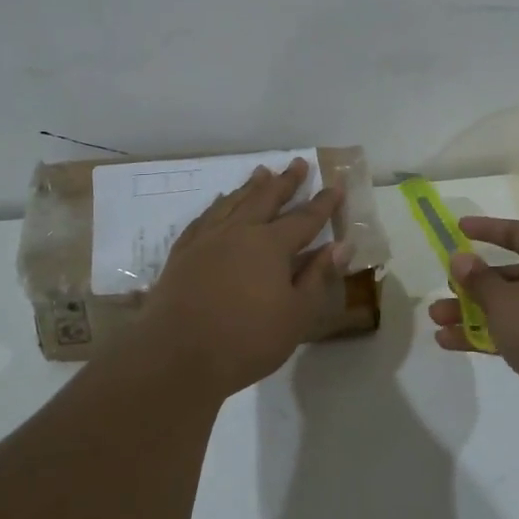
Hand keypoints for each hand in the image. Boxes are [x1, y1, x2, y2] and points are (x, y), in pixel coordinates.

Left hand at [139, 158, 349, 397]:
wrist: (177, 355)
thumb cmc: (247, 339)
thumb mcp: (296, 314)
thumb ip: (318, 276)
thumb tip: (341, 245)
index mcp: (271, 245)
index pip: (305, 218)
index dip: (323, 204)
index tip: (335, 186)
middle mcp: (239, 232)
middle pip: (266, 199)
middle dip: (286, 182)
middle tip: (298, 163)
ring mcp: (206, 239)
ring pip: (233, 202)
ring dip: (250, 187)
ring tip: (261, 172)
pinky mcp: (182, 253)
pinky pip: (204, 218)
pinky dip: (217, 206)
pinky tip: (219, 204)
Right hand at [428, 217, 518, 435]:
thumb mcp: (505, 301)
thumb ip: (478, 279)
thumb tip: (461, 258)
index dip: (489, 229)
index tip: (459, 228)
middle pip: (512, 275)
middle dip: (473, 284)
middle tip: (446, 289)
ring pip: (511, 308)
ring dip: (473, 313)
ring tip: (437, 321)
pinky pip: (517, 334)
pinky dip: (487, 335)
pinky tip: (452, 343)